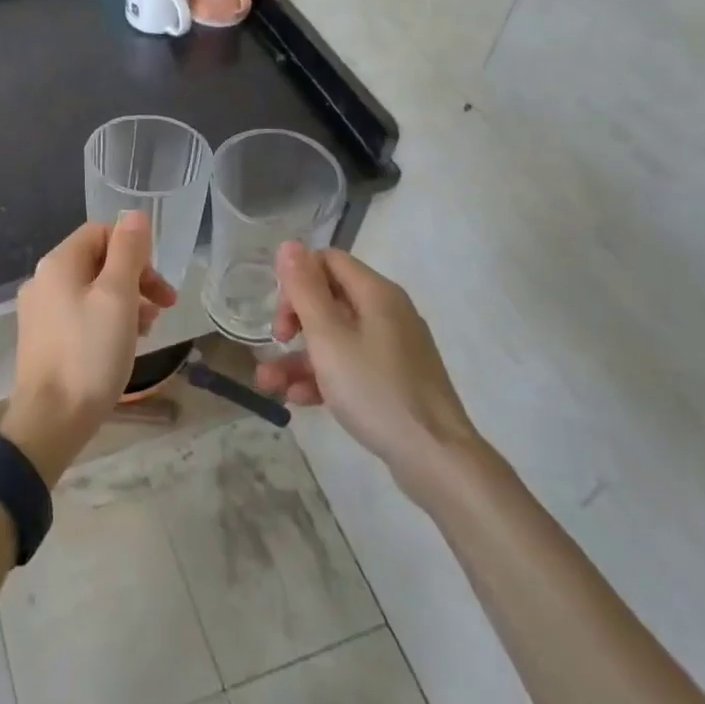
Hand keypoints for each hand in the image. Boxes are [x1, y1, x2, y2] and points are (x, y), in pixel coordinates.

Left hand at [3, 213, 176, 480]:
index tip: (157, 282)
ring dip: (125, 301)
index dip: (134, 250)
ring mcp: (40, 311)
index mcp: (58, 263)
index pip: (101, 232)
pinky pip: (81, 314)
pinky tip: (124, 343)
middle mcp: (43, 280)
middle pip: (97, 261)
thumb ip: (128, 252)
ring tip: (149, 328)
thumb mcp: (117, 297)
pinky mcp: (43, 339)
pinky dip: (106, 320)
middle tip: (165, 306)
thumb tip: (134, 214)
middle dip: (135, 278)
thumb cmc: (89, 354)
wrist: (51, 420)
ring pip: (91, 290)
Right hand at [254, 242, 484, 507]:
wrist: (435, 459)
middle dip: (294, 320)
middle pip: (329, 299)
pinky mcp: (394, 379)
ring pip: (335, 338)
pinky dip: (324, 377)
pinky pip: (351, 365)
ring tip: (269, 384)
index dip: (297, 279)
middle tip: (276, 342)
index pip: (327, 261)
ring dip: (299, 356)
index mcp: (376, 293)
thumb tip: (289, 244)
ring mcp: (393, 348)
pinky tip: (299, 399)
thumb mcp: (328, 338)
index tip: (280, 313)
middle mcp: (387, 312)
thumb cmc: (375, 389)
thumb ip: (304, 289)